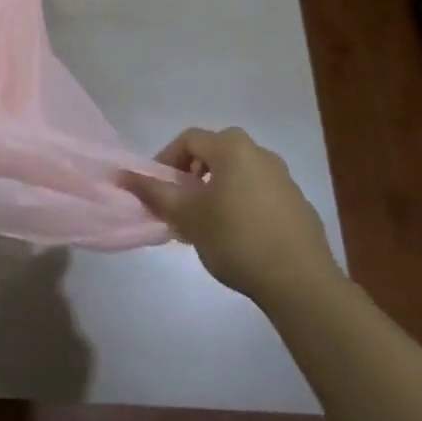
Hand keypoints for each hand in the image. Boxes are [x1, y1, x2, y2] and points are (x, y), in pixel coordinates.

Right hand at [123, 127, 336, 301]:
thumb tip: (122, 174)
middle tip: (180, 202)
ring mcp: (284, 178)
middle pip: (215, 153)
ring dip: (217, 189)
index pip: (189, 139)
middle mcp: (261, 154)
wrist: (299, 281)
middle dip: (192, 174)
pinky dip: (242, 203)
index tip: (157, 189)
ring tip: (206, 222)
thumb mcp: (186, 216)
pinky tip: (238, 236)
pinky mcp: (298, 204)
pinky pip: (260, 192)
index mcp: (232, 148)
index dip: (165, 159)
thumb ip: (153, 192)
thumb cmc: (235, 239)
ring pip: (239, 173)